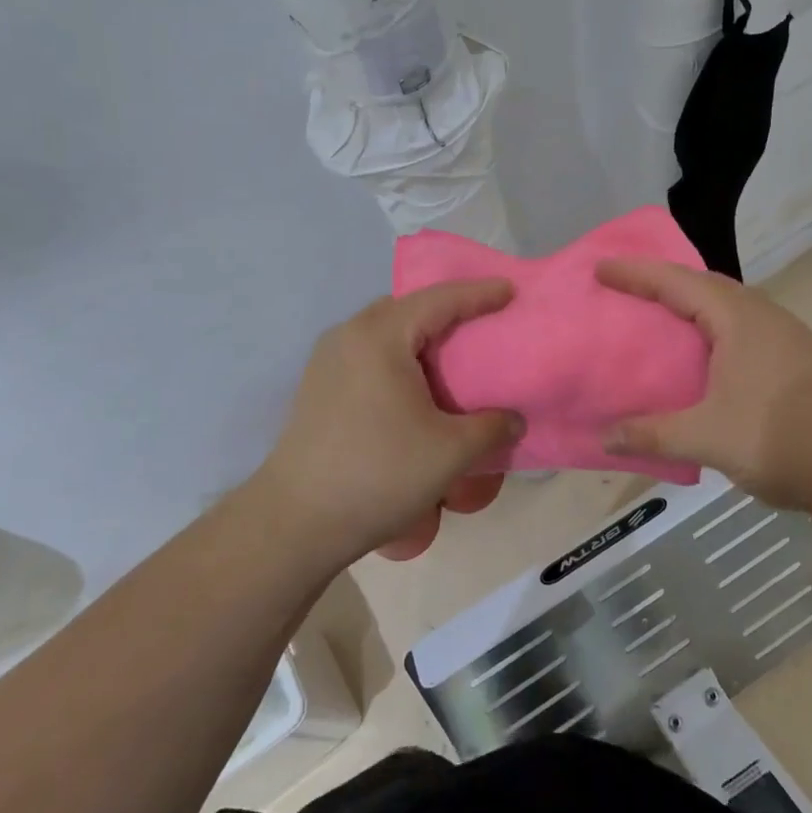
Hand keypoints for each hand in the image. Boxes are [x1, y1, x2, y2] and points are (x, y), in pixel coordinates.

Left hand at [256, 280, 522, 565]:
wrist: (297, 522)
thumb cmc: (379, 475)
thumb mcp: (450, 453)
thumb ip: (492, 428)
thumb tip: (514, 421)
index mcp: (380, 337)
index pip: (439, 300)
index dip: (478, 294)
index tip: (510, 290)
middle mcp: (348, 335)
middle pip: (407, 308)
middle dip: (447, 309)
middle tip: (483, 321)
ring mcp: (327, 360)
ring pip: (384, 331)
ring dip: (419, 335)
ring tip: (452, 353)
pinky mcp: (318, 386)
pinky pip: (368, 352)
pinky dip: (398, 355)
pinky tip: (415, 385)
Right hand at [595, 259, 811, 518]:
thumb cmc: (786, 438)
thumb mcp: (711, 438)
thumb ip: (654, 434)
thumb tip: (604, 438)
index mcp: (739, 318)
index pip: (677, 282)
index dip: (635, 274)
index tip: (599, 269)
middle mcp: (760, 316)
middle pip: (701, 287)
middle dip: (659, 284)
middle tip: (620, 290)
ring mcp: (780, 338)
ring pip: (721, 309)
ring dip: (684, 309)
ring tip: (649, 320)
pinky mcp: (789, 362)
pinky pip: (733, 332)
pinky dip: (703, 334)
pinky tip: (692, 360)